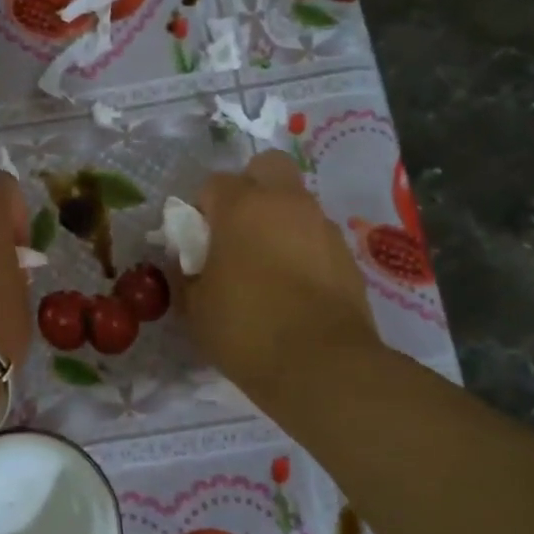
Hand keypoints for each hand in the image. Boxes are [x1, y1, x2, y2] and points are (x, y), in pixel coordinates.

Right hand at [183, 151, 381, 410]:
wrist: (322, 366)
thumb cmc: (245, 329)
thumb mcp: (195, 307)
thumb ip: (186, 273)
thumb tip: (188, 260)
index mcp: (242, 207)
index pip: (214, 183)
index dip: (203, 208)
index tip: (199, 240)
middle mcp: (286, 204)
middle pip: (267, 167)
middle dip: (251, 187)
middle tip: (237, 228)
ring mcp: (322, 227)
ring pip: (296, 202)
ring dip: (279, 220)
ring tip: (267, 266)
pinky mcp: (347, 255)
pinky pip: (316, 236)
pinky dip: (303, 249)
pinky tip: (295, 288)